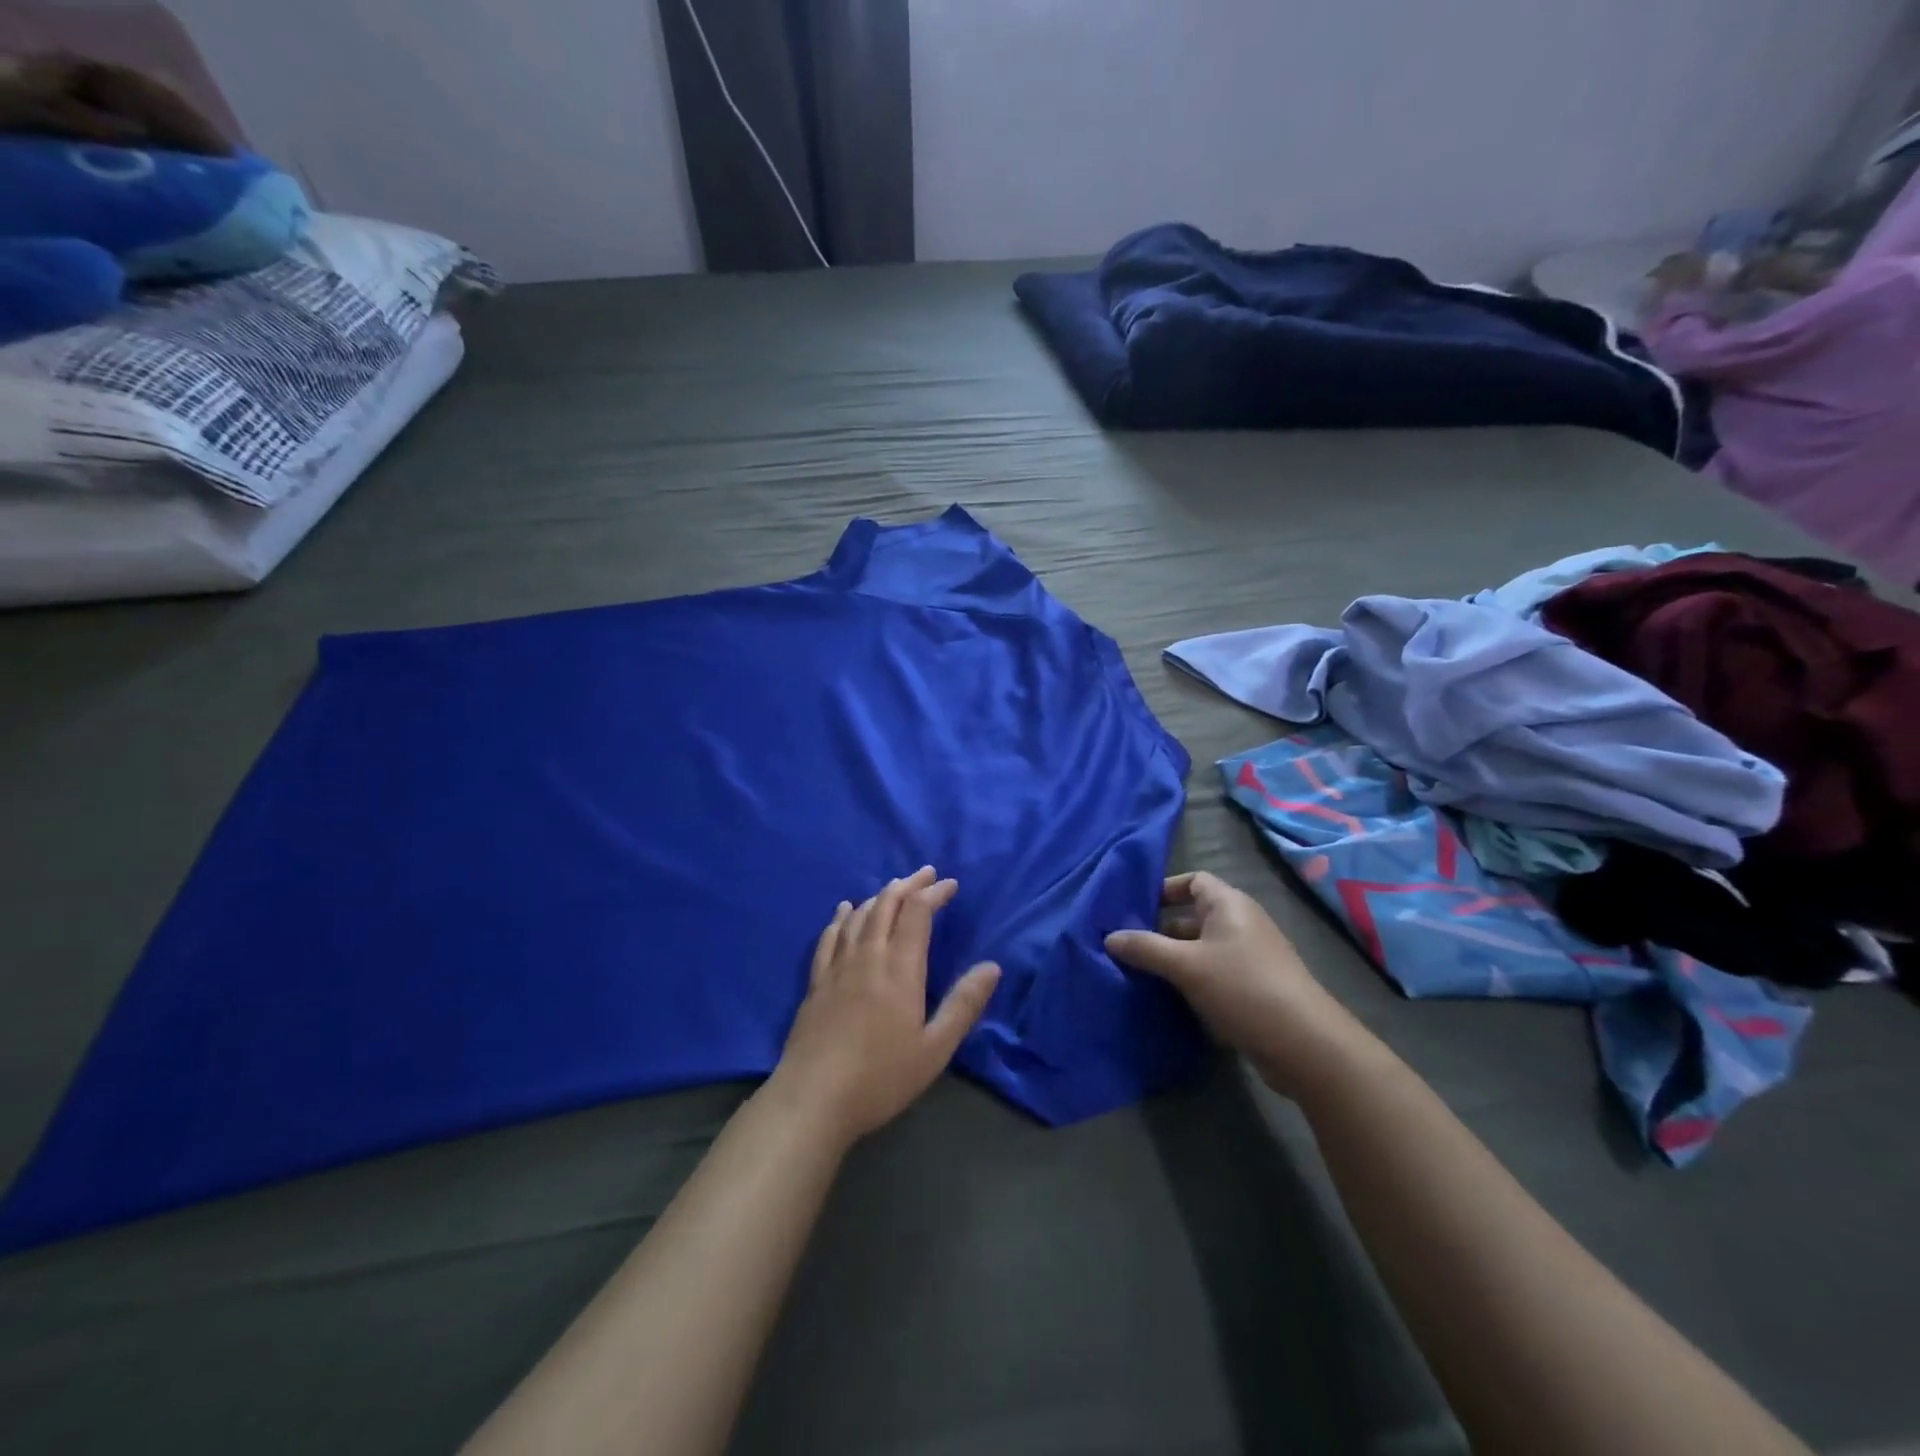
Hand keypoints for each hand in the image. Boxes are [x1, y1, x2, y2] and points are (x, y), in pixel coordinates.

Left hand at [769, 866, 1000, 1146]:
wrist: (813, 1099)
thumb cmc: (881, 1078)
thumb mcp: (935, 1048)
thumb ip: (963, 1005)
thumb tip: (993, 967)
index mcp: (900, 969)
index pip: (918, 913)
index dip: (934, 893)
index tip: (950, 885)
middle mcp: (868, 957)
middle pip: (887, 905)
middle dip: (909, 885)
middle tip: (926, 874)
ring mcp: (837, 967)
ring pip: (859, 916)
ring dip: (880, 895)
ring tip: (894, 887)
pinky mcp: (816, 982)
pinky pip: (829, 936)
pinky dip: (841, 917)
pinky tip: (845, 910)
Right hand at [1106, 872, 1372, 1097]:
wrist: (1304, 1043)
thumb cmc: (1242, 987)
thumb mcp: (1185, 966)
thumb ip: (1145, 948)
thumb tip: (1109, 937)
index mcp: (1229, 904)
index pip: (1193, 880)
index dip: (1164, 889)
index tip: (1135, 908)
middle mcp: (1242, 923)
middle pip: (1195, 915)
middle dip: (1162, 929)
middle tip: (1129, 945)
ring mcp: (1252, 956)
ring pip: (1203, 948)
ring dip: (1176, 958)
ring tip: (1142, 973)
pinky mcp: (1256, 987)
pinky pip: (1216, 972)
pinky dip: (1194, 979)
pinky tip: (1172, 998)